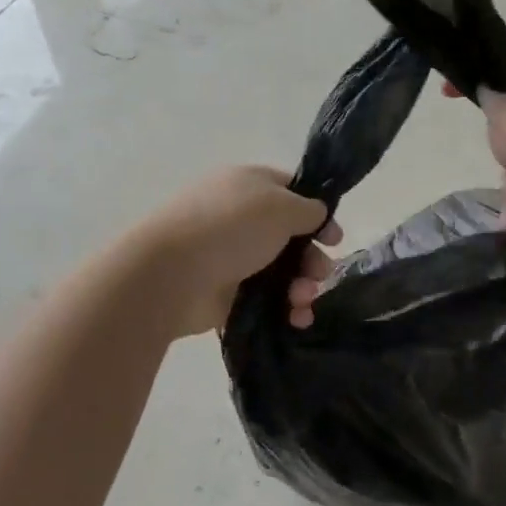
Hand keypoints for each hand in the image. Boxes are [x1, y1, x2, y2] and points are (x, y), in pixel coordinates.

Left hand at [128, 166, 341, 335]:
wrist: (170, 274)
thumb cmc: (230, 227)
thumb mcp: (280, 206)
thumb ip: (307, 209)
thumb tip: (315, 215)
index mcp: (248, 185)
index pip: (291, 192)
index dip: (317, 213)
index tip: (334, 237)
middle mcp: (239, 217)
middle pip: (290, 236)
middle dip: (312, 257)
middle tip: (320, 274)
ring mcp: (231, 256)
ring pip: (280, 271)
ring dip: (301, 286)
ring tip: (301, 301)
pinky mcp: (225, 293)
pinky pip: (264, 300)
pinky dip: (284, 309)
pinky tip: (295, 320)